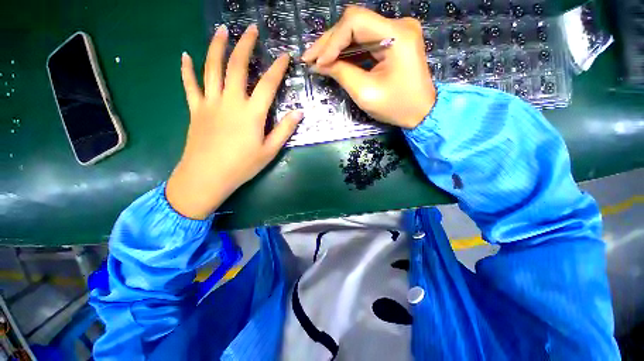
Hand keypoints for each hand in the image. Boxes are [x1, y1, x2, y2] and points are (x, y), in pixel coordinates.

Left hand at [166, 24, 303, 219]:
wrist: (208, 177)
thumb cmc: (242, 166)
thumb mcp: (269, 151)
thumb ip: (284, 130)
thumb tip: (299, 113)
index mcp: (251, 113)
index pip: (268, 84)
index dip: (278, 68)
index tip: (285, 55)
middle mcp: (230, 101)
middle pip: (237, 66)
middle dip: (245, 45)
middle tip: (251, 28)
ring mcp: (210, 103)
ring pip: (211, 68)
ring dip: (217, 47)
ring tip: (222, 30)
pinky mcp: (196, 110)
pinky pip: (189, 85)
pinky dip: (186, 69)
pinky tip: (185, 55)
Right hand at [302, 6, 435, 128]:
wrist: (421, 112)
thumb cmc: (397, 107)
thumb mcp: (366, 93)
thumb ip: (342, 73)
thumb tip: (319, 64)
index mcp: (397, 35)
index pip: (354, 22)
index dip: (331, 41)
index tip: (317, 63)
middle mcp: (398, 25)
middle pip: (354, 23)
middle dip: (329, 42)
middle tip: (309, 58)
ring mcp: (396, 32)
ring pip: (357, 31)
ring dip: (335, 46)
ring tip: (317, 60)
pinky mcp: (393, 41)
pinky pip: (365, 41)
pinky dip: (347, 51)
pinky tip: (333, 60)